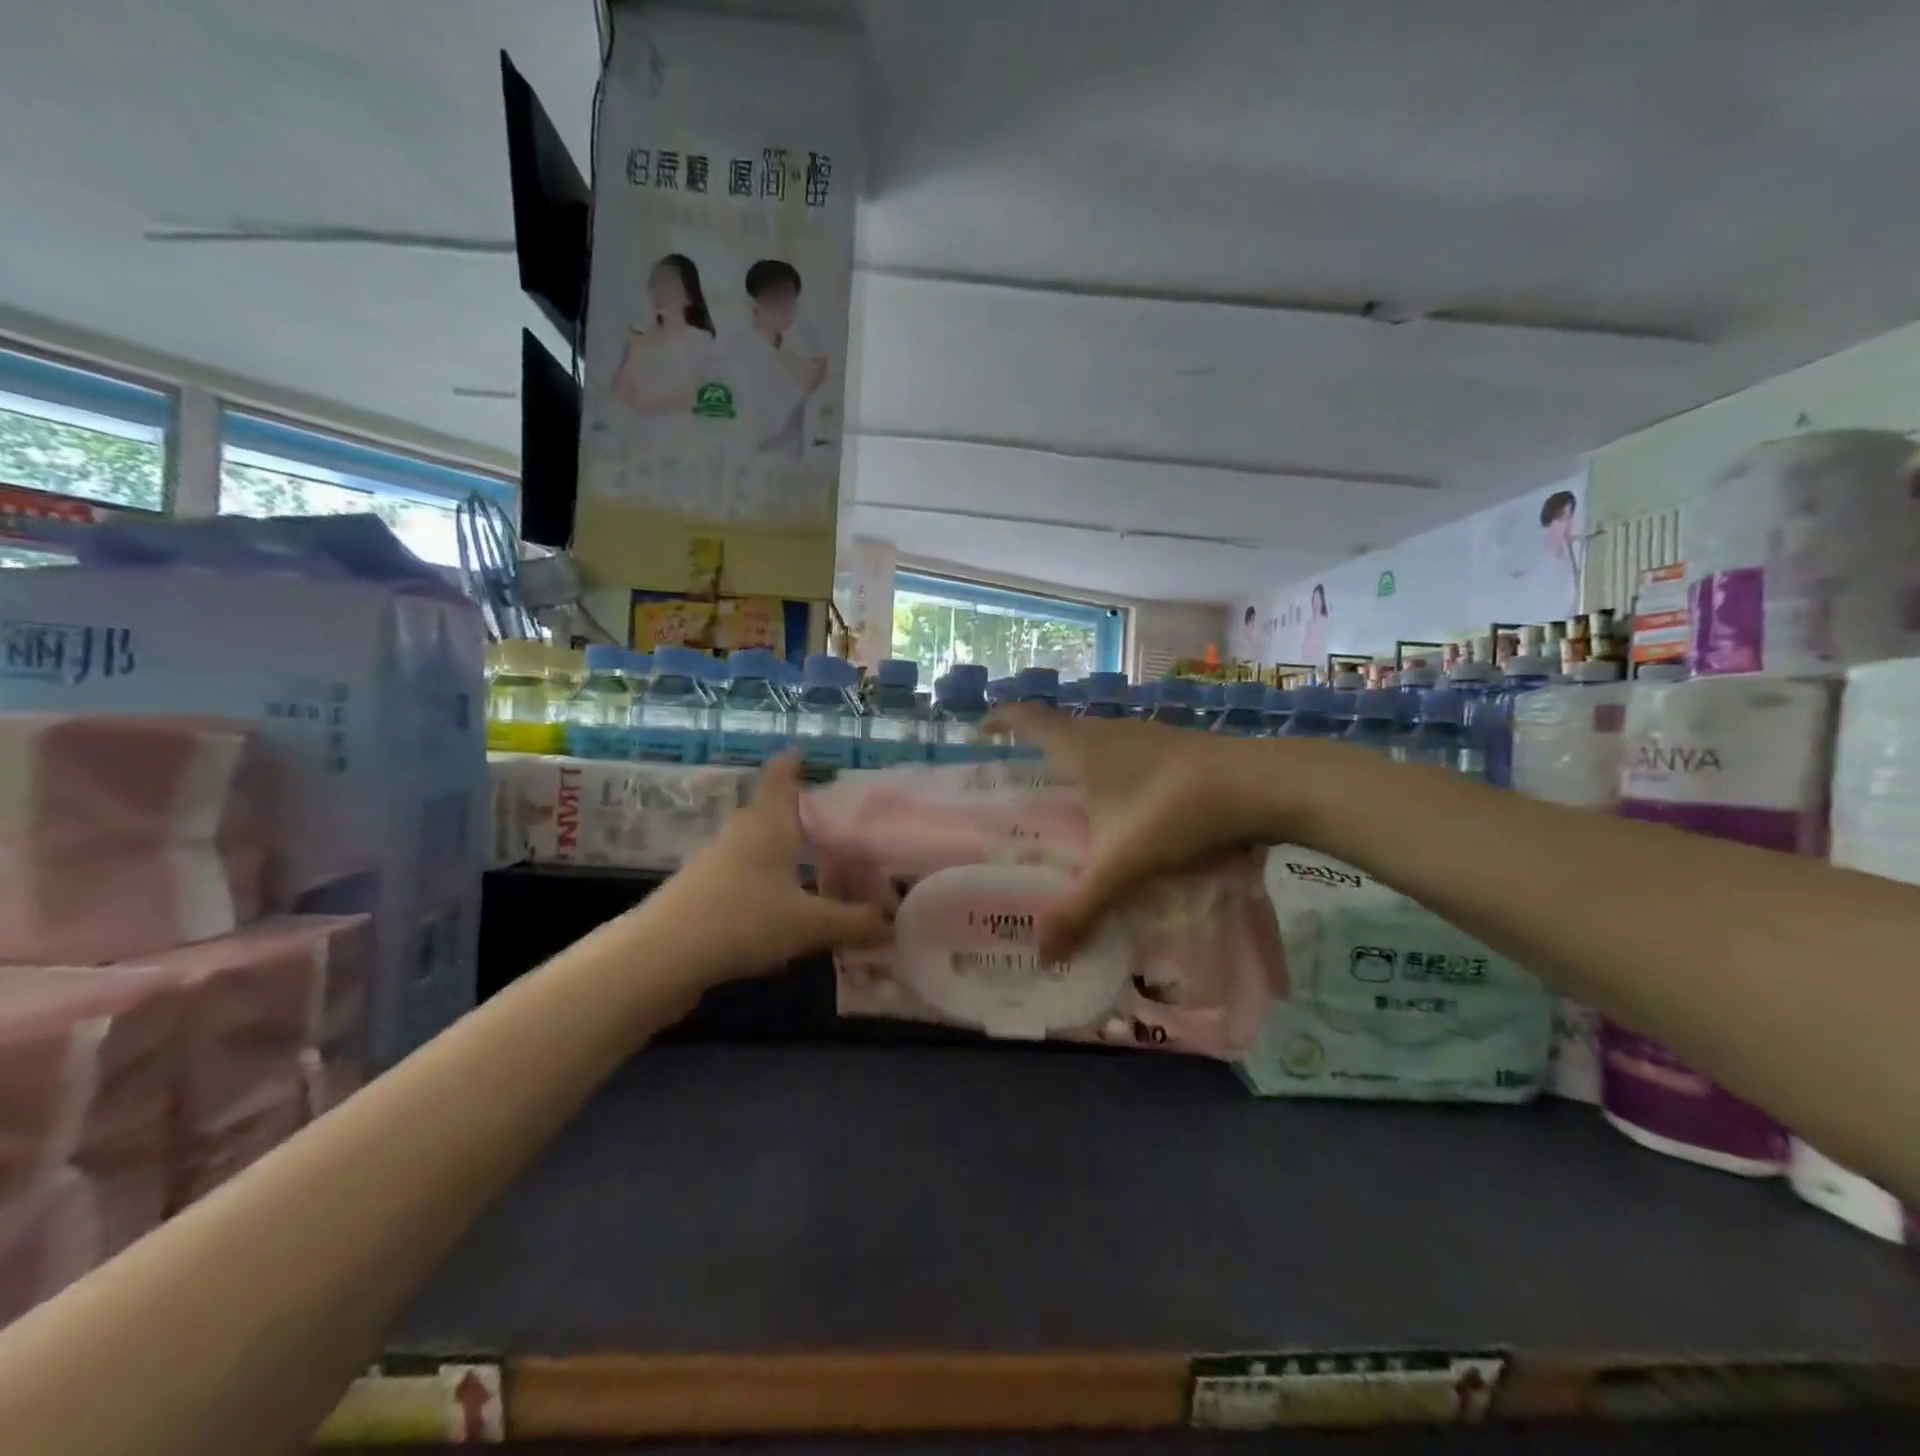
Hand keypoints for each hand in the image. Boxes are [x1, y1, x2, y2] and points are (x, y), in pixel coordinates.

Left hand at [658, 751, 890, 979]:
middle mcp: (741, 835)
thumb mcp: (809, 924)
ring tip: (808, 860)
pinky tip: (779, 903)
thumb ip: (853, 923)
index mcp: (769, 826)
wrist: (661, 957)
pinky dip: (764, 880)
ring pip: (754, 845)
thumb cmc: (743, 920)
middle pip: (767, 812)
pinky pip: (742, 875)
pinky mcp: (701, 894)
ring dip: (778, 849)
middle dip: (793, 811)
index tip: (800, 751)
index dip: (790, 764)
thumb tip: (893, 924)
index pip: (780, 780)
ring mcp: (715, 864)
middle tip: (826, 817)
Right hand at [984, 705, 1315, 960]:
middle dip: (1036, 751)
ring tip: (1069, 801)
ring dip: (1078, 762)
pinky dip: (1114, 773)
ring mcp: (1149, 735)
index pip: (1027, 718)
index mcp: (1083, 747)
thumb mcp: (1123, 867)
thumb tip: (1043, 955)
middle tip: (1022, 787)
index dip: (1000, 721)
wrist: (1264, 785)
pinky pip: (1129, 754)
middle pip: (1060, 730)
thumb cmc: (1176, 812)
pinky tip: (1126, 808)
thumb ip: (1082, 910)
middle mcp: (1111, 731)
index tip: (980, 734)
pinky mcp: (1178, 747)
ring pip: (1098, 742)